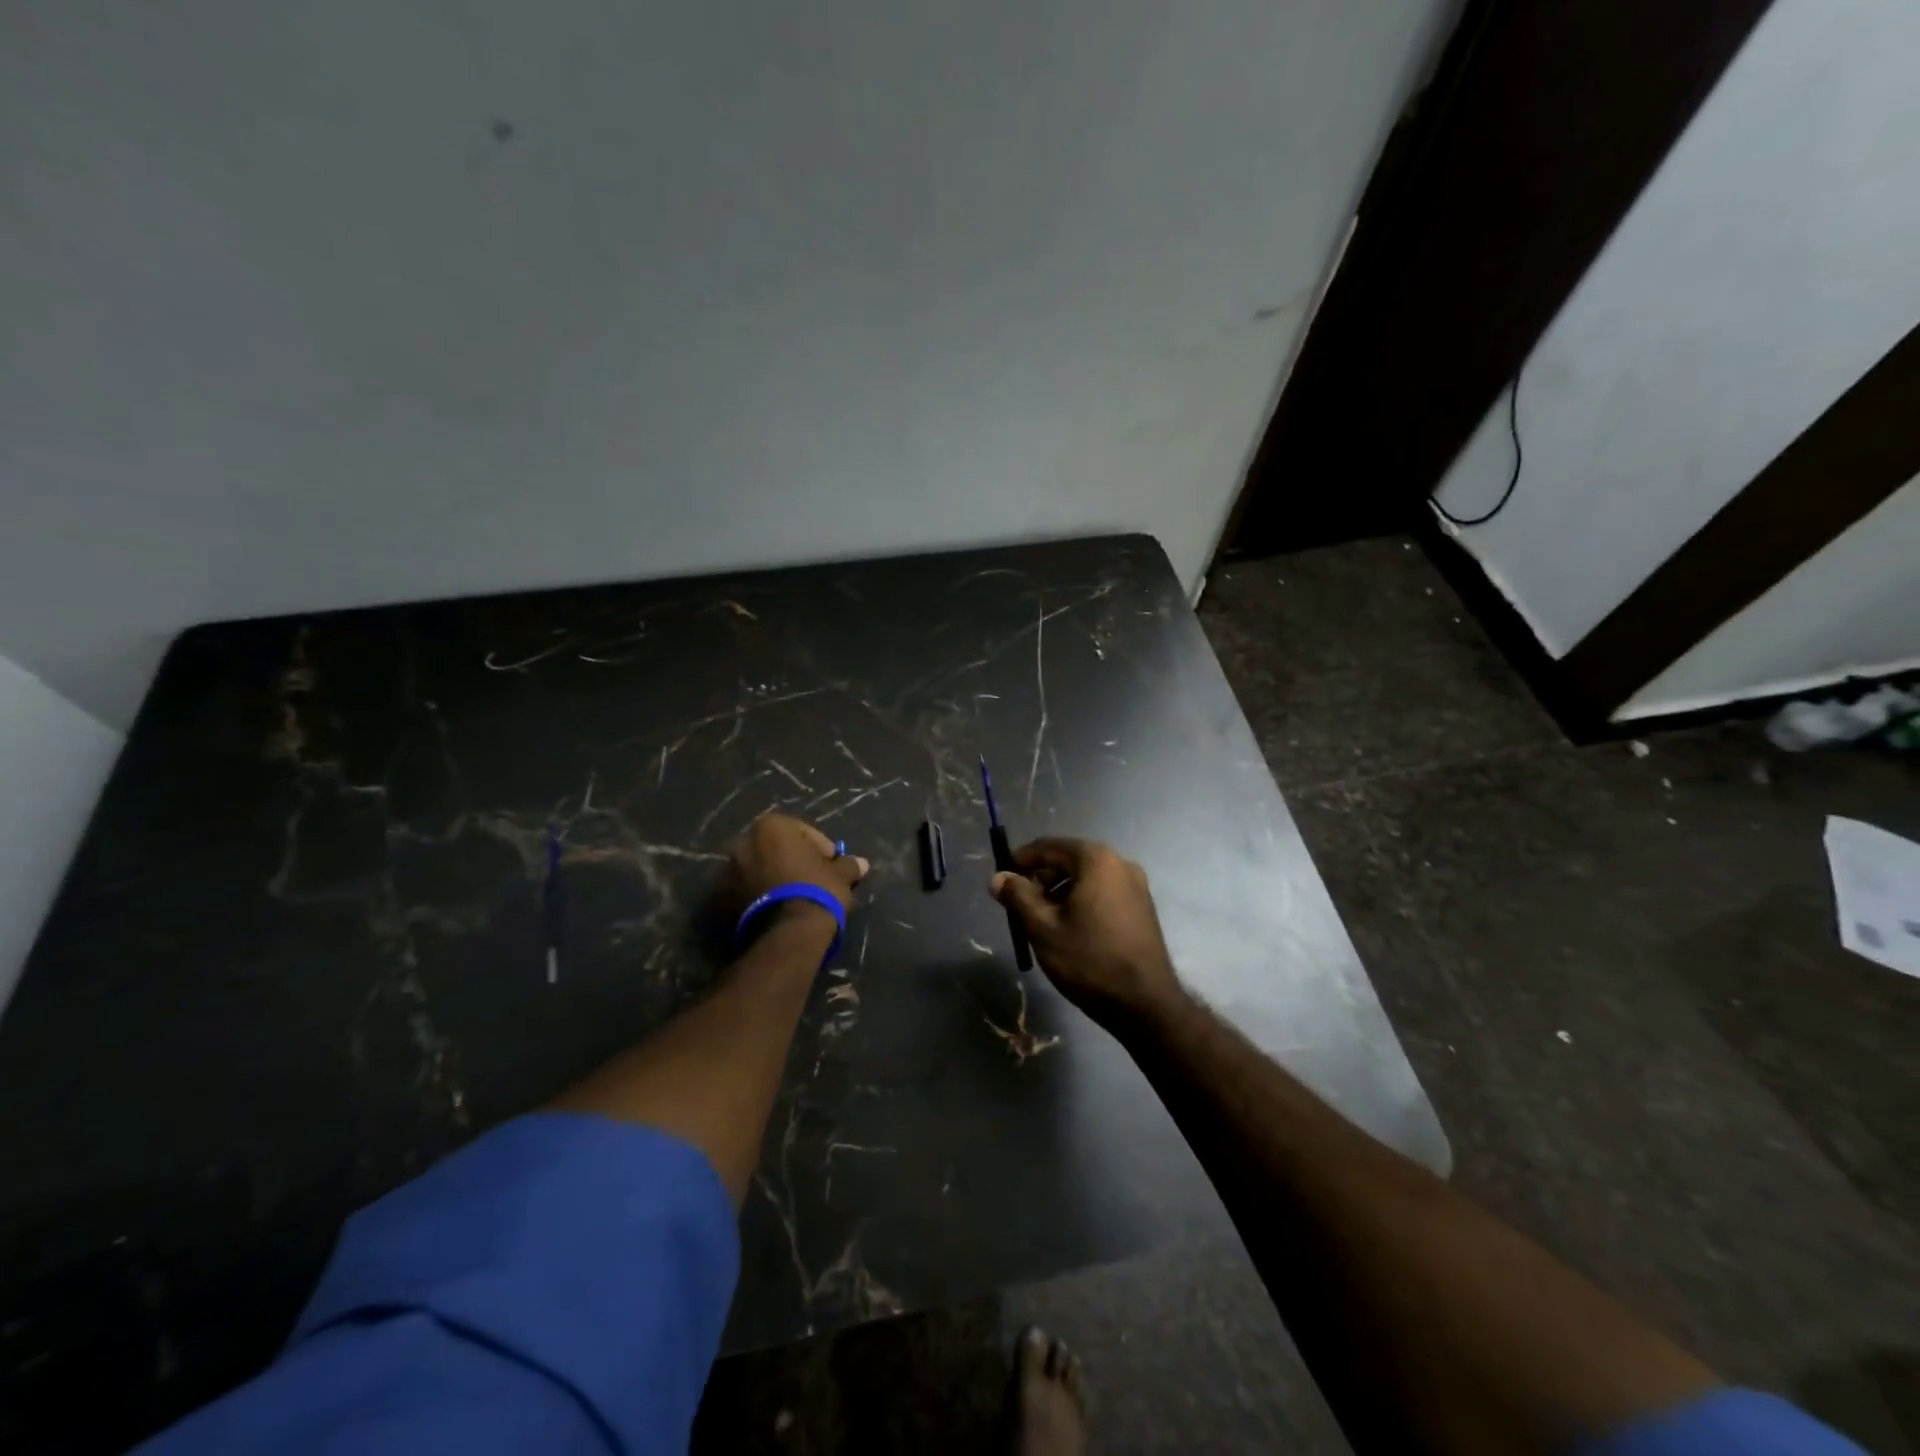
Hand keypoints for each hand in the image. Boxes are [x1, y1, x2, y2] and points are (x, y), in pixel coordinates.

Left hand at [729, 813, 869, 929]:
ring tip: (796, 897)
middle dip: (793, 860)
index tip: (831, 864)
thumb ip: (848, 865)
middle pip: (776, 848)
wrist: (787, 933)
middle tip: (813, 878)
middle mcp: (744, 842)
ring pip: (760, 869)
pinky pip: (748, 890)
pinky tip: (780, 909)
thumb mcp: (840, 875)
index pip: (802, 831)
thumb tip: (862, 863)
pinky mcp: (723, 899)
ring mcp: (729, 871)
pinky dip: (762, 895)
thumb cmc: (816, 890)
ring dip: (776, 877)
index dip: (820, 848)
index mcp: (771, 826)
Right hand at [990, 838, 1182, 1028]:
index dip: (1021, 860)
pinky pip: (1103, 892)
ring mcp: (1136, 885)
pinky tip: (1069, 929)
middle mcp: (1120, 863)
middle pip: (1069, 860)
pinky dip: (1081, 901)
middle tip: (1020, 905)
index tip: (1002, 879)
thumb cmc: (1089, 960)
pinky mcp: (1143, 907)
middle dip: (1041, 878)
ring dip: (1060, 892)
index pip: (1048, 846)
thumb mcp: (1043, 928)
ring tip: (1042, 921)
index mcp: (1096, 860)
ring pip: (1086, 878)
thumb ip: (1017, 897)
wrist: (1145, 1004)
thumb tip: (998, 877)